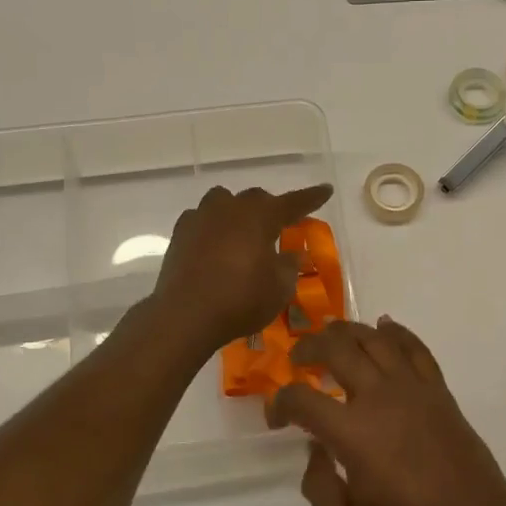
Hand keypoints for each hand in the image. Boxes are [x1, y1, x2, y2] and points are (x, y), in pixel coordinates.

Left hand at [153, 183, 333, 348]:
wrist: (186, 315)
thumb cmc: (241, 300)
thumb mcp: (279, 289)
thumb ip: (288, 267)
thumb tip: (290, 254)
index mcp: (260, 217)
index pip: (293, 202)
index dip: (311, 197)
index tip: (326, 190)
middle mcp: (230, 208)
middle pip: (256, 198)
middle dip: (270, 208)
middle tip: (279, 224)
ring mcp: (201, 218)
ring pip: (223, 201)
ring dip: (236, 211)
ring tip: (242, 231)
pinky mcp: (180, 234)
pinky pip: (200, 219)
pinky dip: (211, 227)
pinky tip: (214, 244)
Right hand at [269, 317, 505, 505]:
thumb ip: (318, 484)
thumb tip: (315, 449)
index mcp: (352, 432)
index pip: (301, 398)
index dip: (279, 403)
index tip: (277, 418)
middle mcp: (379, 397)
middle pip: (336, 348)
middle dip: (307, 347)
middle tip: (298, 359)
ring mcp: (412, 387)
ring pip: (373, 337)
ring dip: (346, 331)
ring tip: (331, 337)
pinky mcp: (437, 388)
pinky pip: (414, 346)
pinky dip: (395, 331)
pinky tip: (383, 327)